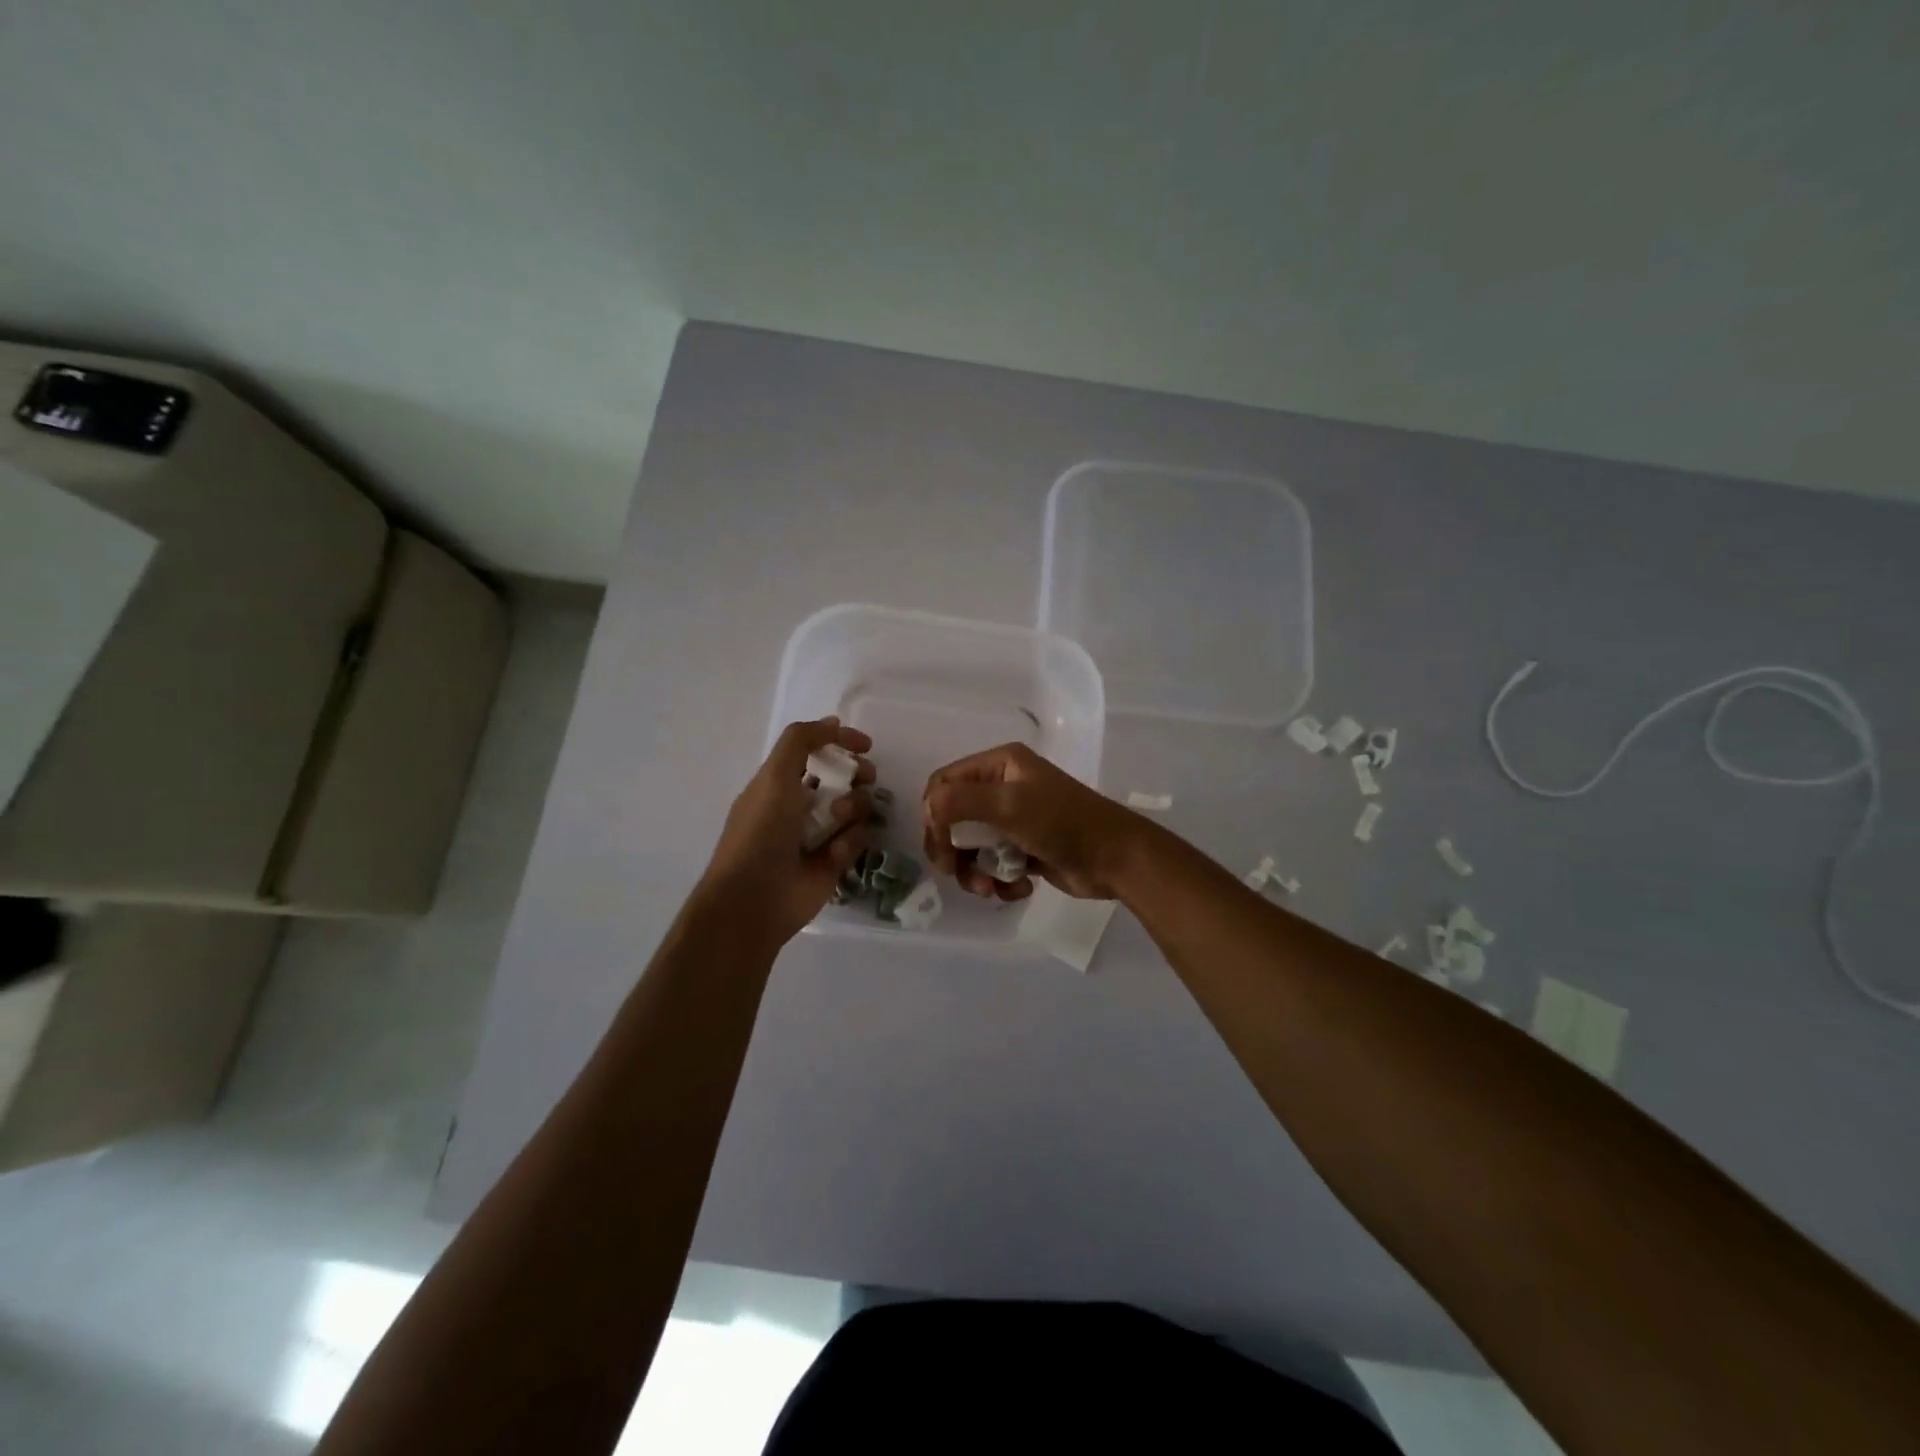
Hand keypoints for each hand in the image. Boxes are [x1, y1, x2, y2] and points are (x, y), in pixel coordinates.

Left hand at [700, 718, 873, 944]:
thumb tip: (833, 722)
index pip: (818, 753)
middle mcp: (803, 806)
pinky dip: (848, 843)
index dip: (841, 743)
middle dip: (857, 776)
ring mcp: (821, 835)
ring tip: (838, 822)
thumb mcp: (774, 775)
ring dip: (853, 809)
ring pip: (858, 809)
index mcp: (782, 783)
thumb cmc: (761, 831)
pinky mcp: (835, 862)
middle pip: (845, 779)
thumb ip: (801, 741)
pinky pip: (858, 840)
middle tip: (864, 779)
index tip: (866, 745)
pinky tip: (832, 855)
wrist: (755, 898)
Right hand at [922, 743, 1148, 901]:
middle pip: (953, 818)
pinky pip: (993, 863)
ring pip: (971, 846)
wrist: (1116, 859)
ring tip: (990, 888)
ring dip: (975, 871)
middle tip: (955, 873)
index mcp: (999, 765)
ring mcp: (1014, 819)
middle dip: (953, 849)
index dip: (934, 815)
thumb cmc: (1062, 822)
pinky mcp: (1024, 848)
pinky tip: (1019, 888)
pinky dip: (999, 879)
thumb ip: (960, 801)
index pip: (944, 783)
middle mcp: (1003, 787)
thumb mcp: (1008, 805)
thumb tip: (926, 808)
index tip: (940, 845)